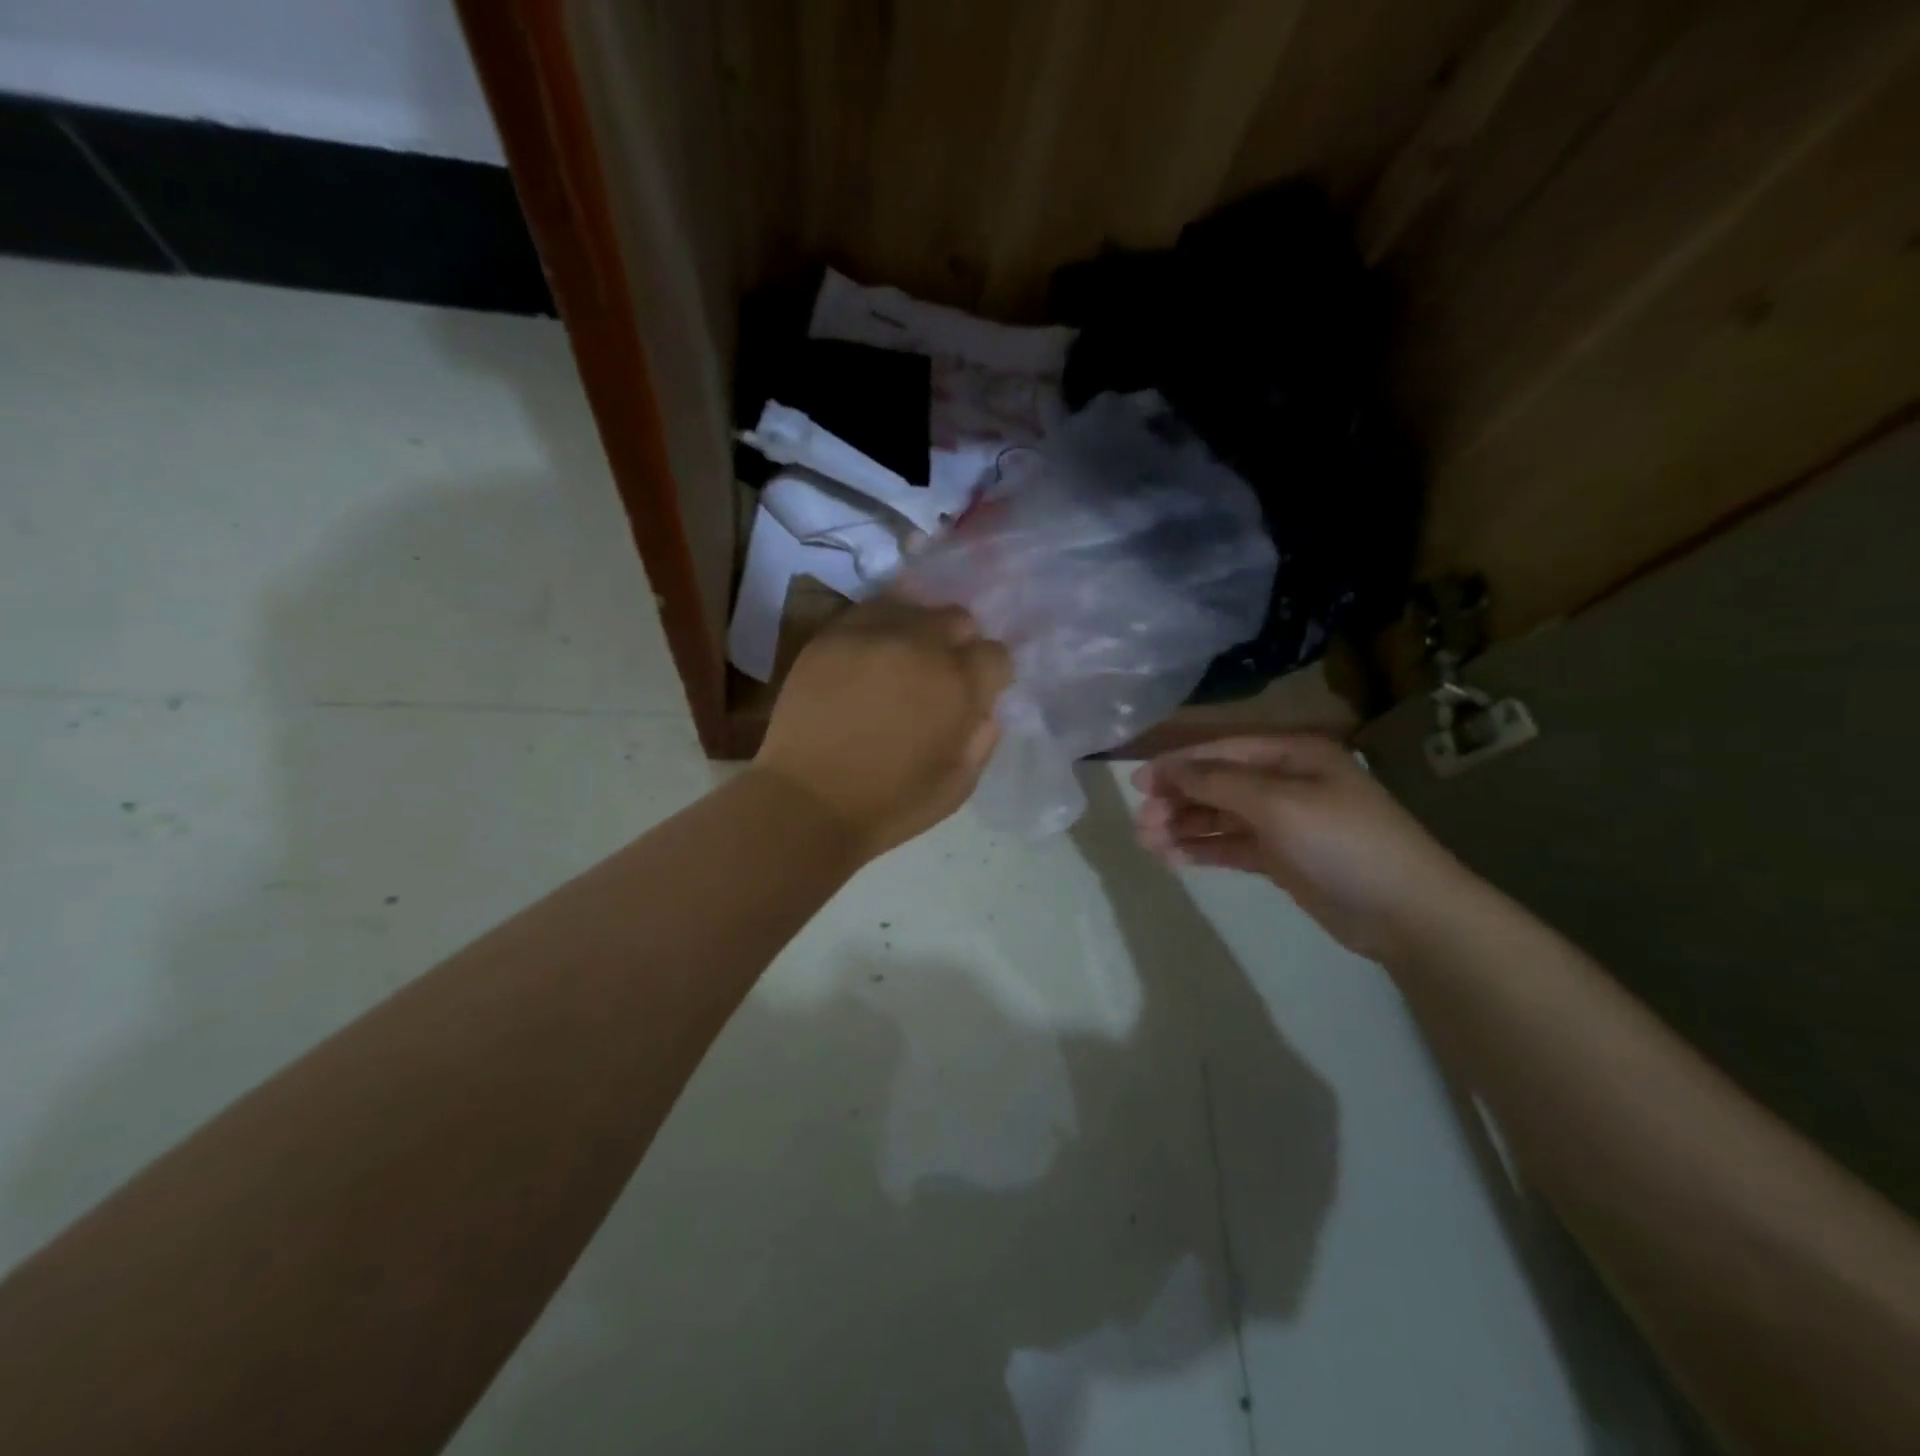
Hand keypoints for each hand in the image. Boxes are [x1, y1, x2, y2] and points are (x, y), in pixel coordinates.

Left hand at [756, 599, 1011, 859]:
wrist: (807, 802)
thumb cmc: (890, 804)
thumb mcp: (958, 785)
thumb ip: (982, 737)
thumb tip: (983, 708)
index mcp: (958, 683)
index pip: (995, 654)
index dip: (990, 675)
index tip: (976, 694)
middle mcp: (921, 645)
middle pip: (957, 619)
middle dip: (958, 644)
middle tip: (939, 676)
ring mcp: (873, 633)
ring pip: (913, 607)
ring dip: (919, 631)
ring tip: (904, 660)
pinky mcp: (832, 635)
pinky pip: (869, 611)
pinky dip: (880, 627)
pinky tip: (872, 654)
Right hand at [1131, 734, 1469, 960]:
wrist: (1408, 913)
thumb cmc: (1343, 842)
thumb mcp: (1277, 804)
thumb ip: (1217, 784)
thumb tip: (1167, 770)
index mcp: (1292, 755)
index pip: (1221, 751)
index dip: (1177, 765)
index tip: (1137, 785)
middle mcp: (1285, 782)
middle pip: (1217, 785)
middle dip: (1177, 801)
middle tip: (1141, 826)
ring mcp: (1284, 823)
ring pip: (1220, 817)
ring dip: (1184, 827)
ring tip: (1149, 845)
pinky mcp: (1283, 859)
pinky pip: (1232, 846)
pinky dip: (1203, 850)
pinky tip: (1175, 860)